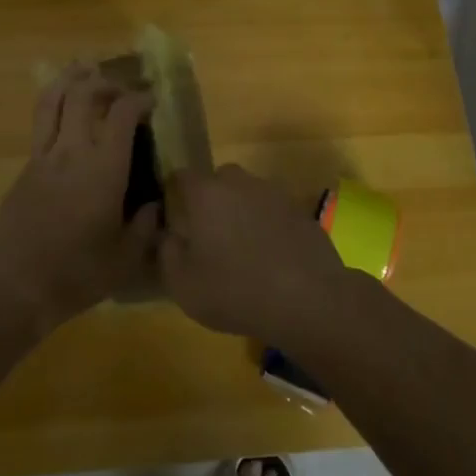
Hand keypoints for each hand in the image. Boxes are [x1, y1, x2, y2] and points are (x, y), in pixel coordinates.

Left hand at [0, 64, 159, 329]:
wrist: (17, 283)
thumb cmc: (78, 272)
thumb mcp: (126, 257)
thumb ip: (145, 226)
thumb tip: (154, 205)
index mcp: (104, 168)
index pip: (122, 113)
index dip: (139, 99)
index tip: (152, 101)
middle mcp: (73, 150)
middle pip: (83, 93)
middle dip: (105, 82)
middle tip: (120, 89)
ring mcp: (44, 156)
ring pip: (52, 100)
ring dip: (70, 79)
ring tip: (83, 71)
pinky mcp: (26, 167)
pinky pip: (41, 124)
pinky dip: (54, 106)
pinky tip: (64, 115)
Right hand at [159, 165, 348, 342]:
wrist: (308, 298)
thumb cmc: (236, 290)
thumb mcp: (183, 285)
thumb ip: (167, 253)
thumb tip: (169, 236)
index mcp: (206, 193)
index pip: (181, 177)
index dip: (174, 194)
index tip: (173, 218)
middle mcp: (238, 182)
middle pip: (217, 182)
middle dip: (209, 202)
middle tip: (208, 237)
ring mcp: (272, 192)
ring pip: (246, 194)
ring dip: (240, 213)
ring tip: (241, 251)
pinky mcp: (298, 209)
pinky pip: (272, 211)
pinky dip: (267, 226)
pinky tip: (270, 258)